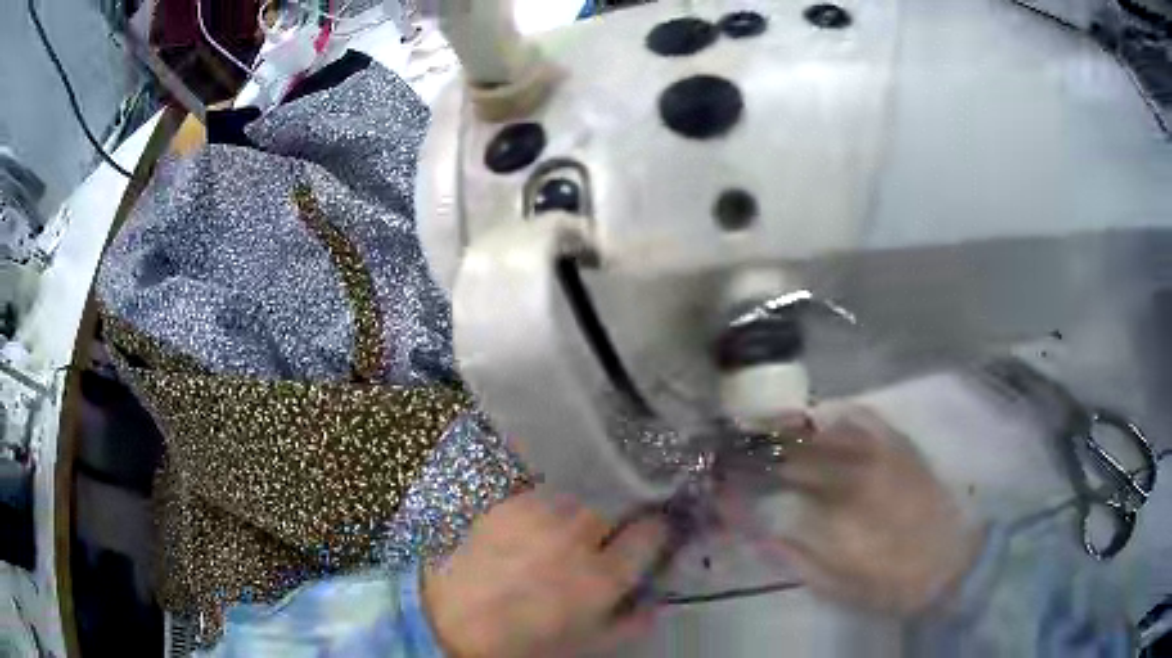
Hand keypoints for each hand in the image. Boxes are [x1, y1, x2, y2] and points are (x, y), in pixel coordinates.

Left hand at [422, 490, 666, 657]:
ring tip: (557, 540)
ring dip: (577, 518)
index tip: (649, 538)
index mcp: (602, 575)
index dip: (655, 534)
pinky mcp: (510, 503)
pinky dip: (546, 511)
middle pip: (615, 511)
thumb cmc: (527, 640)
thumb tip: (659, 602)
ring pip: (579, 502)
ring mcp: (540, 514)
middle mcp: (577, 537)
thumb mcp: (589, 644)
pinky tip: (530, 533)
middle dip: (611, 528)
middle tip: (592, 548)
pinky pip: (544, 497)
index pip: (651, 533)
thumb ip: (632, 622)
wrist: (455, 619)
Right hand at [753, 405, 983, 615]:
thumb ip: (795, 553)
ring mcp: (881, 453)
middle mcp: (856, 474)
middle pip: (800, 448)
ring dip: (797, 428)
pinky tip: (826, 421)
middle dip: (767, 445)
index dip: (752, 470)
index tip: (733, 468)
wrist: (948, 563)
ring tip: (777, 428)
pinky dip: (838, 416)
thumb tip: (764, 526)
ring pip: (829, 427)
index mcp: (836, 512)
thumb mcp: (833, 584)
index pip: (782, 480)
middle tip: (746, 444)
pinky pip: (863, 417)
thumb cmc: (887, 582)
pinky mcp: (900, 446)